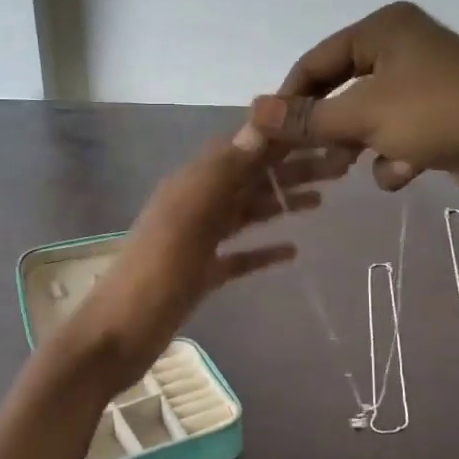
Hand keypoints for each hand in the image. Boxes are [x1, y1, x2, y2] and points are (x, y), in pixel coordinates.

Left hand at [59, 130, 352, 386]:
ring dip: (282, 204)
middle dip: (291, 171)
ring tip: (322, 200)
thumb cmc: (155, 275)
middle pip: (250, 180)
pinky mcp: (201, 275)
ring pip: (247, 214)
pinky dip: (263, 250)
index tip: (321, 129)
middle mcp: (196, 206)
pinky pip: (238, 256)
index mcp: (191, 185)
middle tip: (339, 167)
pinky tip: (291, 251)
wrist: (118, 336)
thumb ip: (224, 172)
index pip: (243, 149)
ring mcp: (198, 242)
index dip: (280, 139)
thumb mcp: (189, 217)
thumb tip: (261, 122)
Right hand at [249, 2, 458, 218]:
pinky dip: (396, 158)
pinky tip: (407, 170)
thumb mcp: (364, 115)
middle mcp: (404, 49)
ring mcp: (426, 86)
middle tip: (306, 157)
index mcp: (385, 29)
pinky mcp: (442, 120)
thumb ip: (307, 118)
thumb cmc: (438, 114)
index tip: (267, 137)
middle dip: (327, 128)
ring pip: (368, 118)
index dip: (289, 99)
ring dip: (359, 145)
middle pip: (341, 91)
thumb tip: (251, 112)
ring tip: (350, 167)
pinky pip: (398, 137)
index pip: (316, 62)